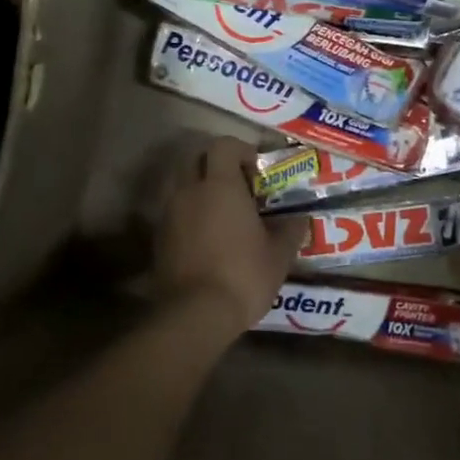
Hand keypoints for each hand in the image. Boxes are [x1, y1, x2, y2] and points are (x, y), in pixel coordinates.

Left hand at [152, 137, 303, 330]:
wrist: (195, 314)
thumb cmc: (243, 276)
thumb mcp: (279, 255)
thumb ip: (290, 230)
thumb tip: (300, 218)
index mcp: (220, 185)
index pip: (223, 145)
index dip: (241, 150)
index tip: (257, 170)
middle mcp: (189, 190)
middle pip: (195, 158)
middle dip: (216, 165)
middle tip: (238, 187)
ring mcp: (169, 213)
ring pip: (181, 184)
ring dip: (200, 189)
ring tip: (222, 213)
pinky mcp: (158, 237)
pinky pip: (174, 211)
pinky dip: (189, 213)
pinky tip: (206, 237)